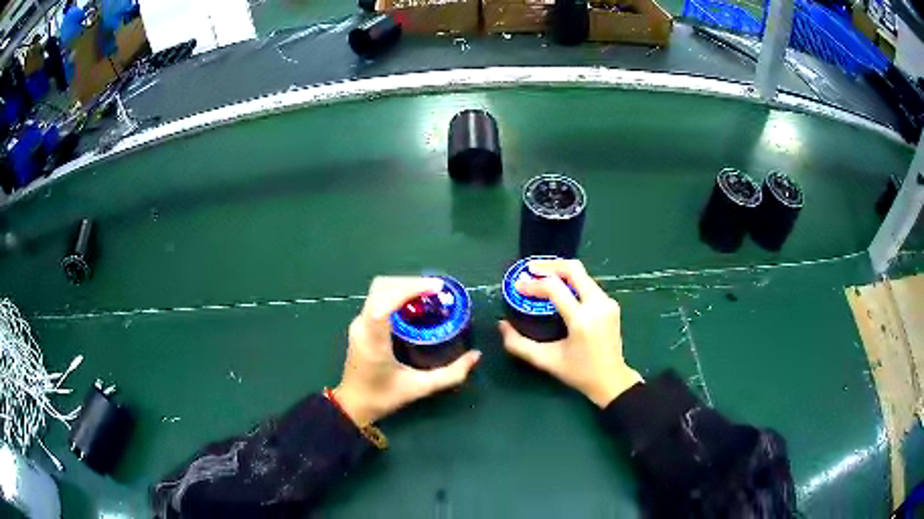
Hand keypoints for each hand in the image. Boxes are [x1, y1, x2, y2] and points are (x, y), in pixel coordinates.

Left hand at [334, 277, 481, 425]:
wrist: (353, 405)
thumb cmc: (383, 397)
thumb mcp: (419, 388)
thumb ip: (450, 374)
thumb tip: (475, 356)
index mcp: (373, 339)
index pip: (384, 302)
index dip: (409, 289)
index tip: (436, 288)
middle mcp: (362, 325)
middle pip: (382, 286)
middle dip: (410, 282)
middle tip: (437, 290)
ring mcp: (358, 322)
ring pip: (379, 289)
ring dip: (403, 285)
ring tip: (429, 293)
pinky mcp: (360, 324)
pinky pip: (377, 297)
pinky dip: (396, 293)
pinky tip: (415, 303)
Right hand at [498, 259, 642, 406]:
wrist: (612, 380)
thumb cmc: (579, 373)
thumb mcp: (546, 361)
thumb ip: (519, 344)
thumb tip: (502, 324)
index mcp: (582, 320)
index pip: (555, 288)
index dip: (533, 284)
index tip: (517, 285)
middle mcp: (598, 305)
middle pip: (573, 269)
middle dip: (549, 266)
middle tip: (529, 269)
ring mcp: (607, 302)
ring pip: (582, 274)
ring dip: (560, 272)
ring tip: (540, 276)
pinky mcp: (611, 303)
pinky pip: (588, 283)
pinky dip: (571, 281)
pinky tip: (558, 288)